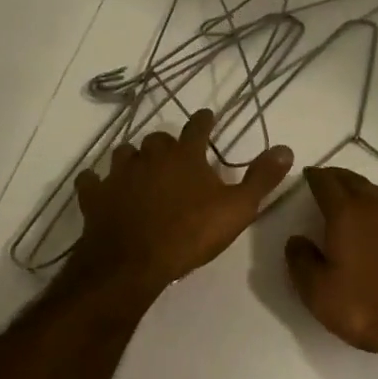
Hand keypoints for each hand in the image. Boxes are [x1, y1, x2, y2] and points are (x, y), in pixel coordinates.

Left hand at [73, 109, 292, 295]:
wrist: (132, 263)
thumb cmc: (189, 233)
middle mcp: (150, 156)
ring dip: (133, 159)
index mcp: (185, 156)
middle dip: (166, 144)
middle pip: (157, 139)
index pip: (197, 127)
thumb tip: (285, 148)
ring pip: (124, 154)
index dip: (203, 120)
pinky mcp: (95, 196)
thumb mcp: (237, 209)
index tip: (206, 116)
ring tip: (139, 169)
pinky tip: (100, 188)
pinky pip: (92, 181)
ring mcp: (119, 175)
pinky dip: (97, 183)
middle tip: (174, 155)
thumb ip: (261, 178)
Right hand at [285, 166, 377, 354]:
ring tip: (352, 198)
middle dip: (338, 177)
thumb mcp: (319, 293)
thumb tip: (296, 239)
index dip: (315, 176)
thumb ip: (301, 261)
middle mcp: (377, 206)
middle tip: (327, 180)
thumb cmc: (366, 306)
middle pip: (354, 180)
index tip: (308, 175)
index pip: (326, 183)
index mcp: (347, 213)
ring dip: (362, 190)